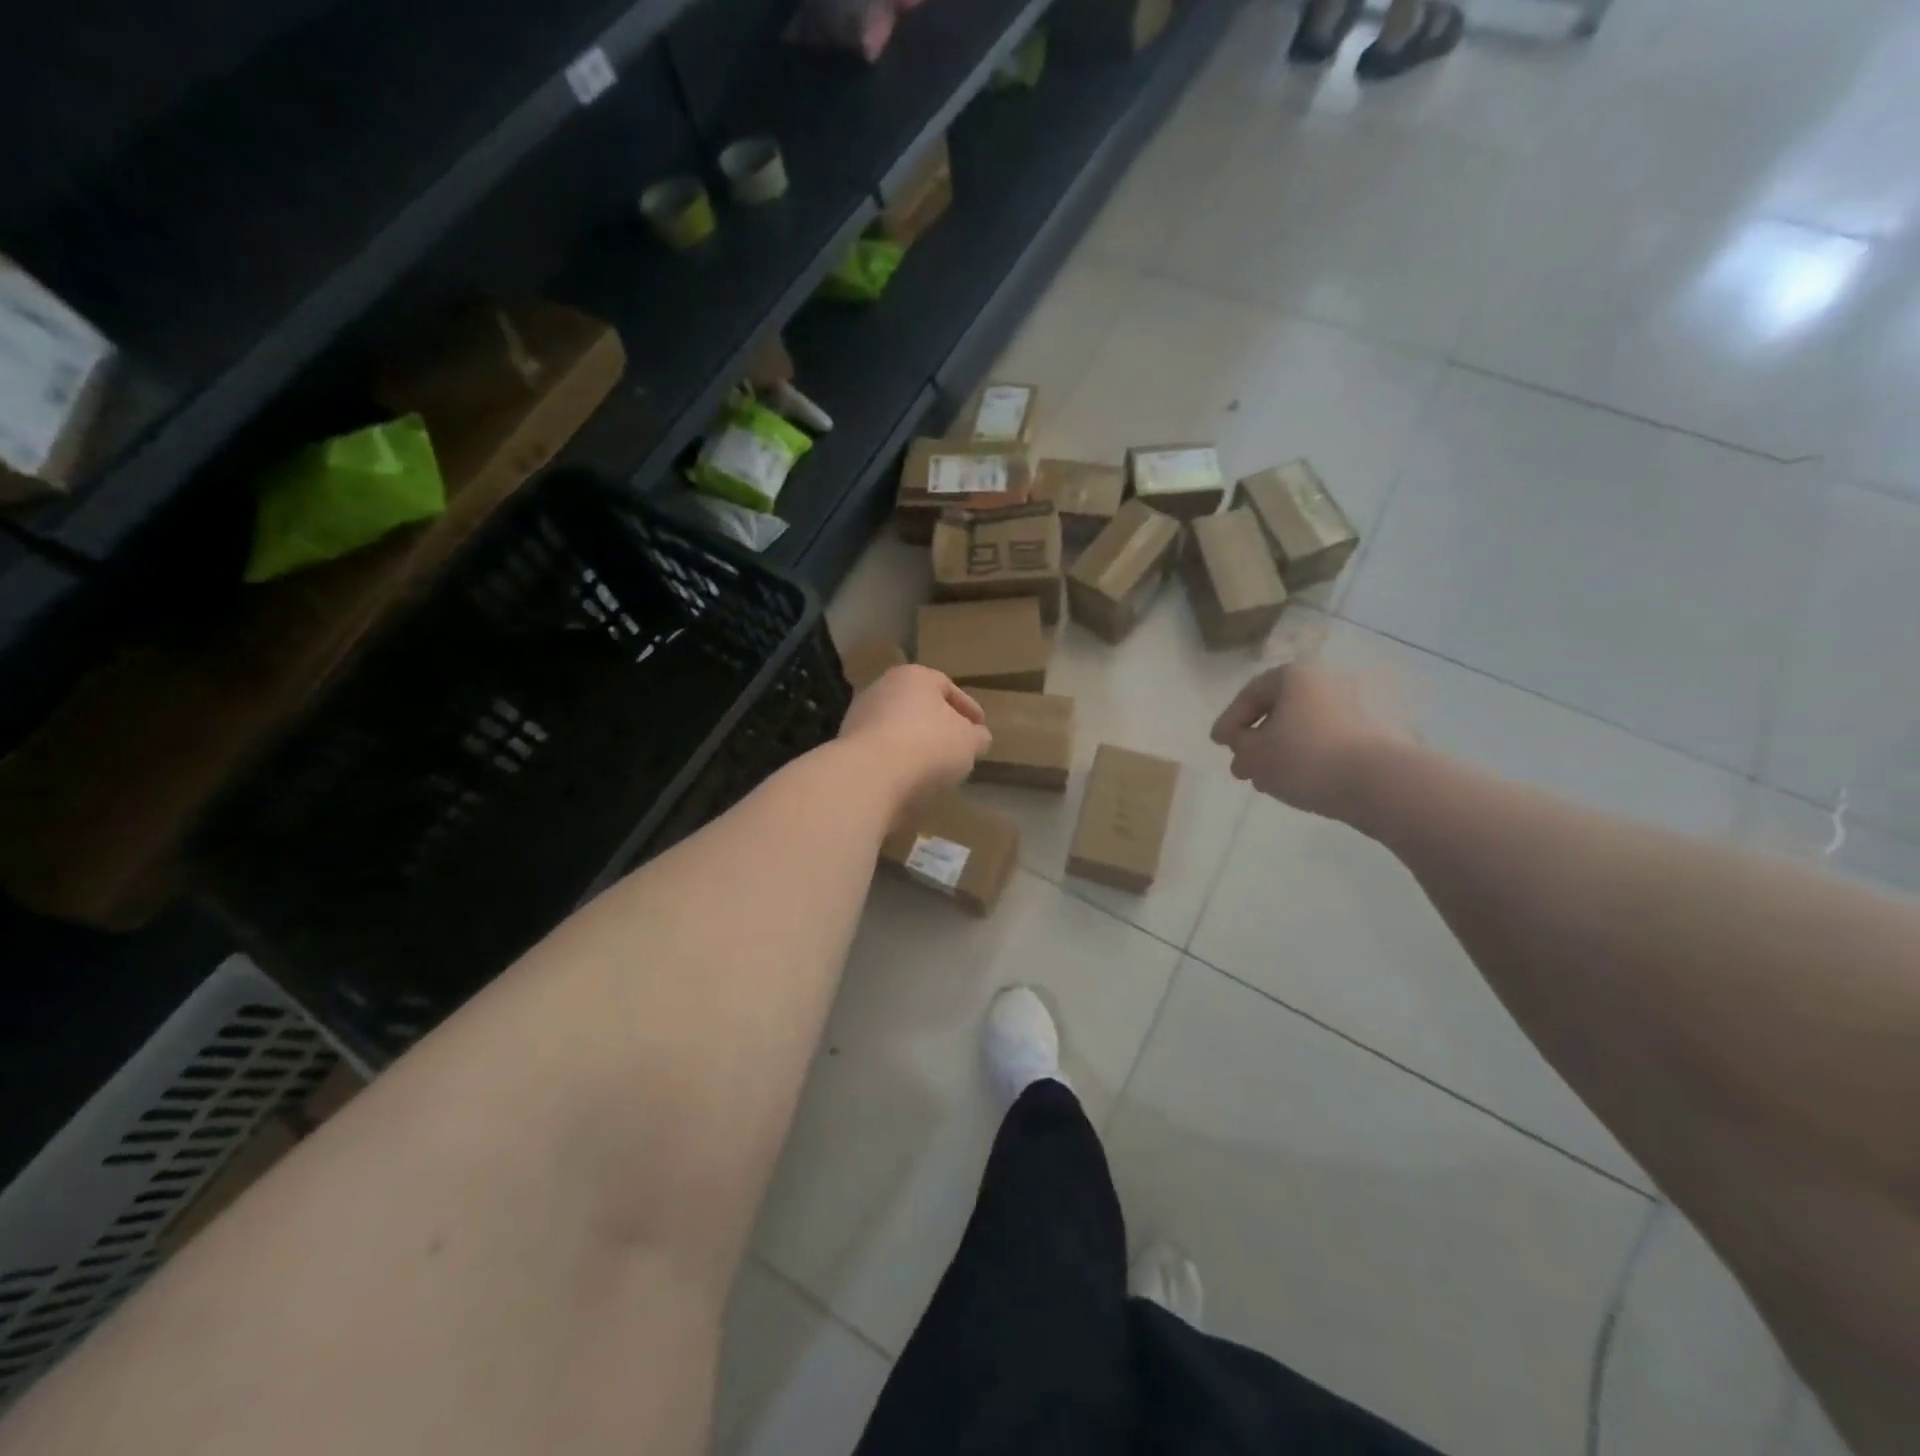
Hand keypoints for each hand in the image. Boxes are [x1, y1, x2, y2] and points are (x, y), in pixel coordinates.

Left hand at [838, 665, 991, 809]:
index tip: (980, 727)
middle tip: (957, 745)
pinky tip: (909, 778)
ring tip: (934, 768)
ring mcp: (859, 717)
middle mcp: (882, 688)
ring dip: (915, 745)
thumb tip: (977, 737)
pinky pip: (882, 751)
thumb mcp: (968, 742)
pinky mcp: (846, 747)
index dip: (968, 708)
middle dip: (938, 725)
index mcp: (914, 677)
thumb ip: (977, 737)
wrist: (869, 776)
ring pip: (897, 729)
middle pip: (918, 706)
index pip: (947, 687)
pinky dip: (897, 761)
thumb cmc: (928, 746)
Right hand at [1210, 659, 1415, 820]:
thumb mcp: (1254, 755)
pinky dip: (1307, 758)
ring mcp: (1355, 708)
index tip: (1217, 744)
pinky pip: (1327, 742)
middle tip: (1241, 763)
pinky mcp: (1374, 735)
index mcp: (1294, 676)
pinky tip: (1297, 782)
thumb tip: (1243, 748)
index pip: (1250, 694)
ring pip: (1303, 728)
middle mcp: (1326, 682)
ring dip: (1281, 751)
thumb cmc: (1306, 757)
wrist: (1380, 782)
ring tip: (1267, 779)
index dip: (1228, 720)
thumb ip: (1239, 747)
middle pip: (1280, 709)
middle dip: (1256, 738)